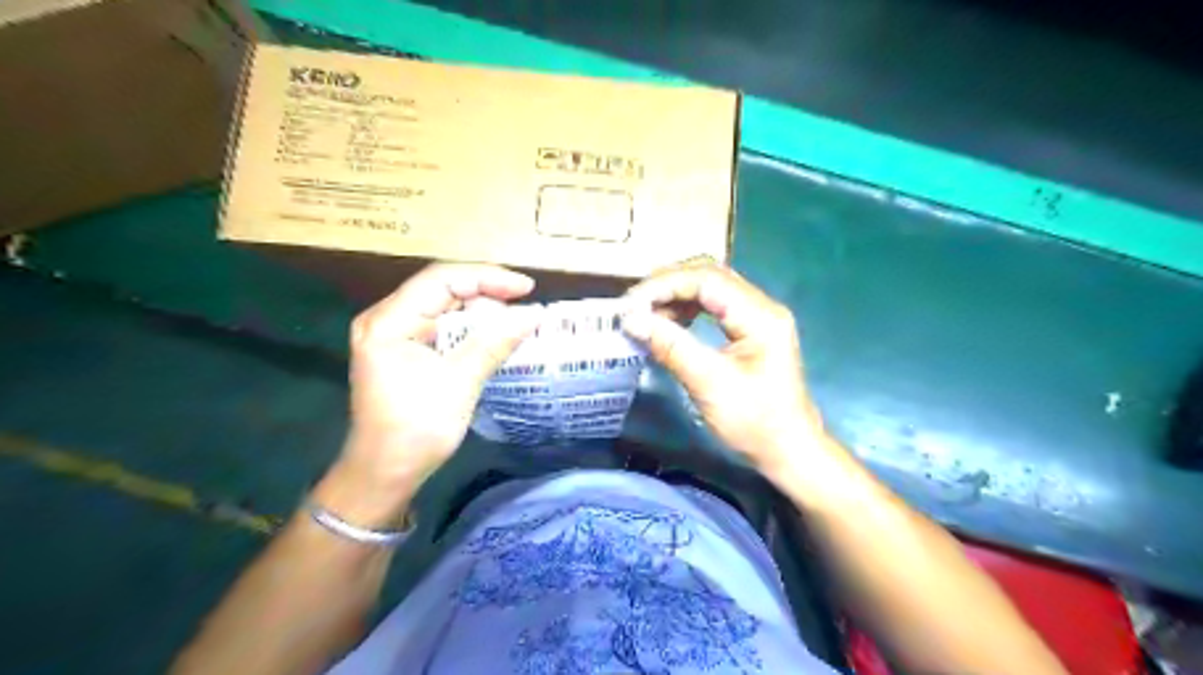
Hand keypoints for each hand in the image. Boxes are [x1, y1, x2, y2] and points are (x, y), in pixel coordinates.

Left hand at [325, 262, 541, 522]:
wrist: (385, 474)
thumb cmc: (416, 431)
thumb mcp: (459, 383)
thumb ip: (495, 343)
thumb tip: (534, 315)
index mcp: (388, 322)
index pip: (441, 280)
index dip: (487, 277)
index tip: (525, 288)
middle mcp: (385, 319)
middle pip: (441, 289)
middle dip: (486, 294)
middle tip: (523, 307)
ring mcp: (393, 334)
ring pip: (443, 307)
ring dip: (480, 312)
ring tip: (514, 320)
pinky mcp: (404, 350)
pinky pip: (441, 327)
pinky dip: (469, 329)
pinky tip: (493, 335)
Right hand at [619, 261, 826, 475]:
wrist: (789, 450)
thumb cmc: (755, 423)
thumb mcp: (709, 384)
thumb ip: (671, 347)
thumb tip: (631, 320)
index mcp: (760, 316)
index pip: (707, 279)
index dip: (665, 285)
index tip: (631, 303)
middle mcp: (762, 306)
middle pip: (709, 275)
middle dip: (668, 285)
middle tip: (634, 305)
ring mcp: (758, 316)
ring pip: (710, 287)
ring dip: (675, 296)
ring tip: (647, 315)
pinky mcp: (751, 329)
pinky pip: (714, 305)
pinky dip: (687, 309)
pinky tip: (669, 323)